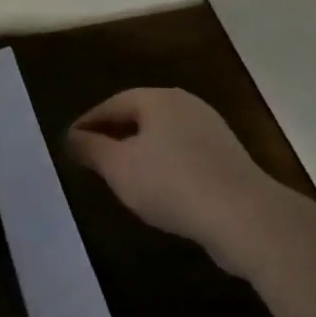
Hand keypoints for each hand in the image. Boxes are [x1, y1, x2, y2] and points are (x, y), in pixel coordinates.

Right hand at [65, 87, 282, 271]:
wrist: (245, 217)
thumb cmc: (170, 183)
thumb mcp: (117, 167)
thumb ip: (90, 149)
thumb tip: (72, 136)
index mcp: (158, 99)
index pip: (111, 104)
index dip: (87, 124)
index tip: (70, 143)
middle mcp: (186, 106)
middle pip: (139, 116)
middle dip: (113, 135)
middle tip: (91, 157)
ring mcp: (211, 131)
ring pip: (162, 136)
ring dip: (139, 152)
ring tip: (120, 176)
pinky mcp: (228, 159)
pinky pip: (183, 155)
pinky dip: (163, 166)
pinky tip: (156, 189)